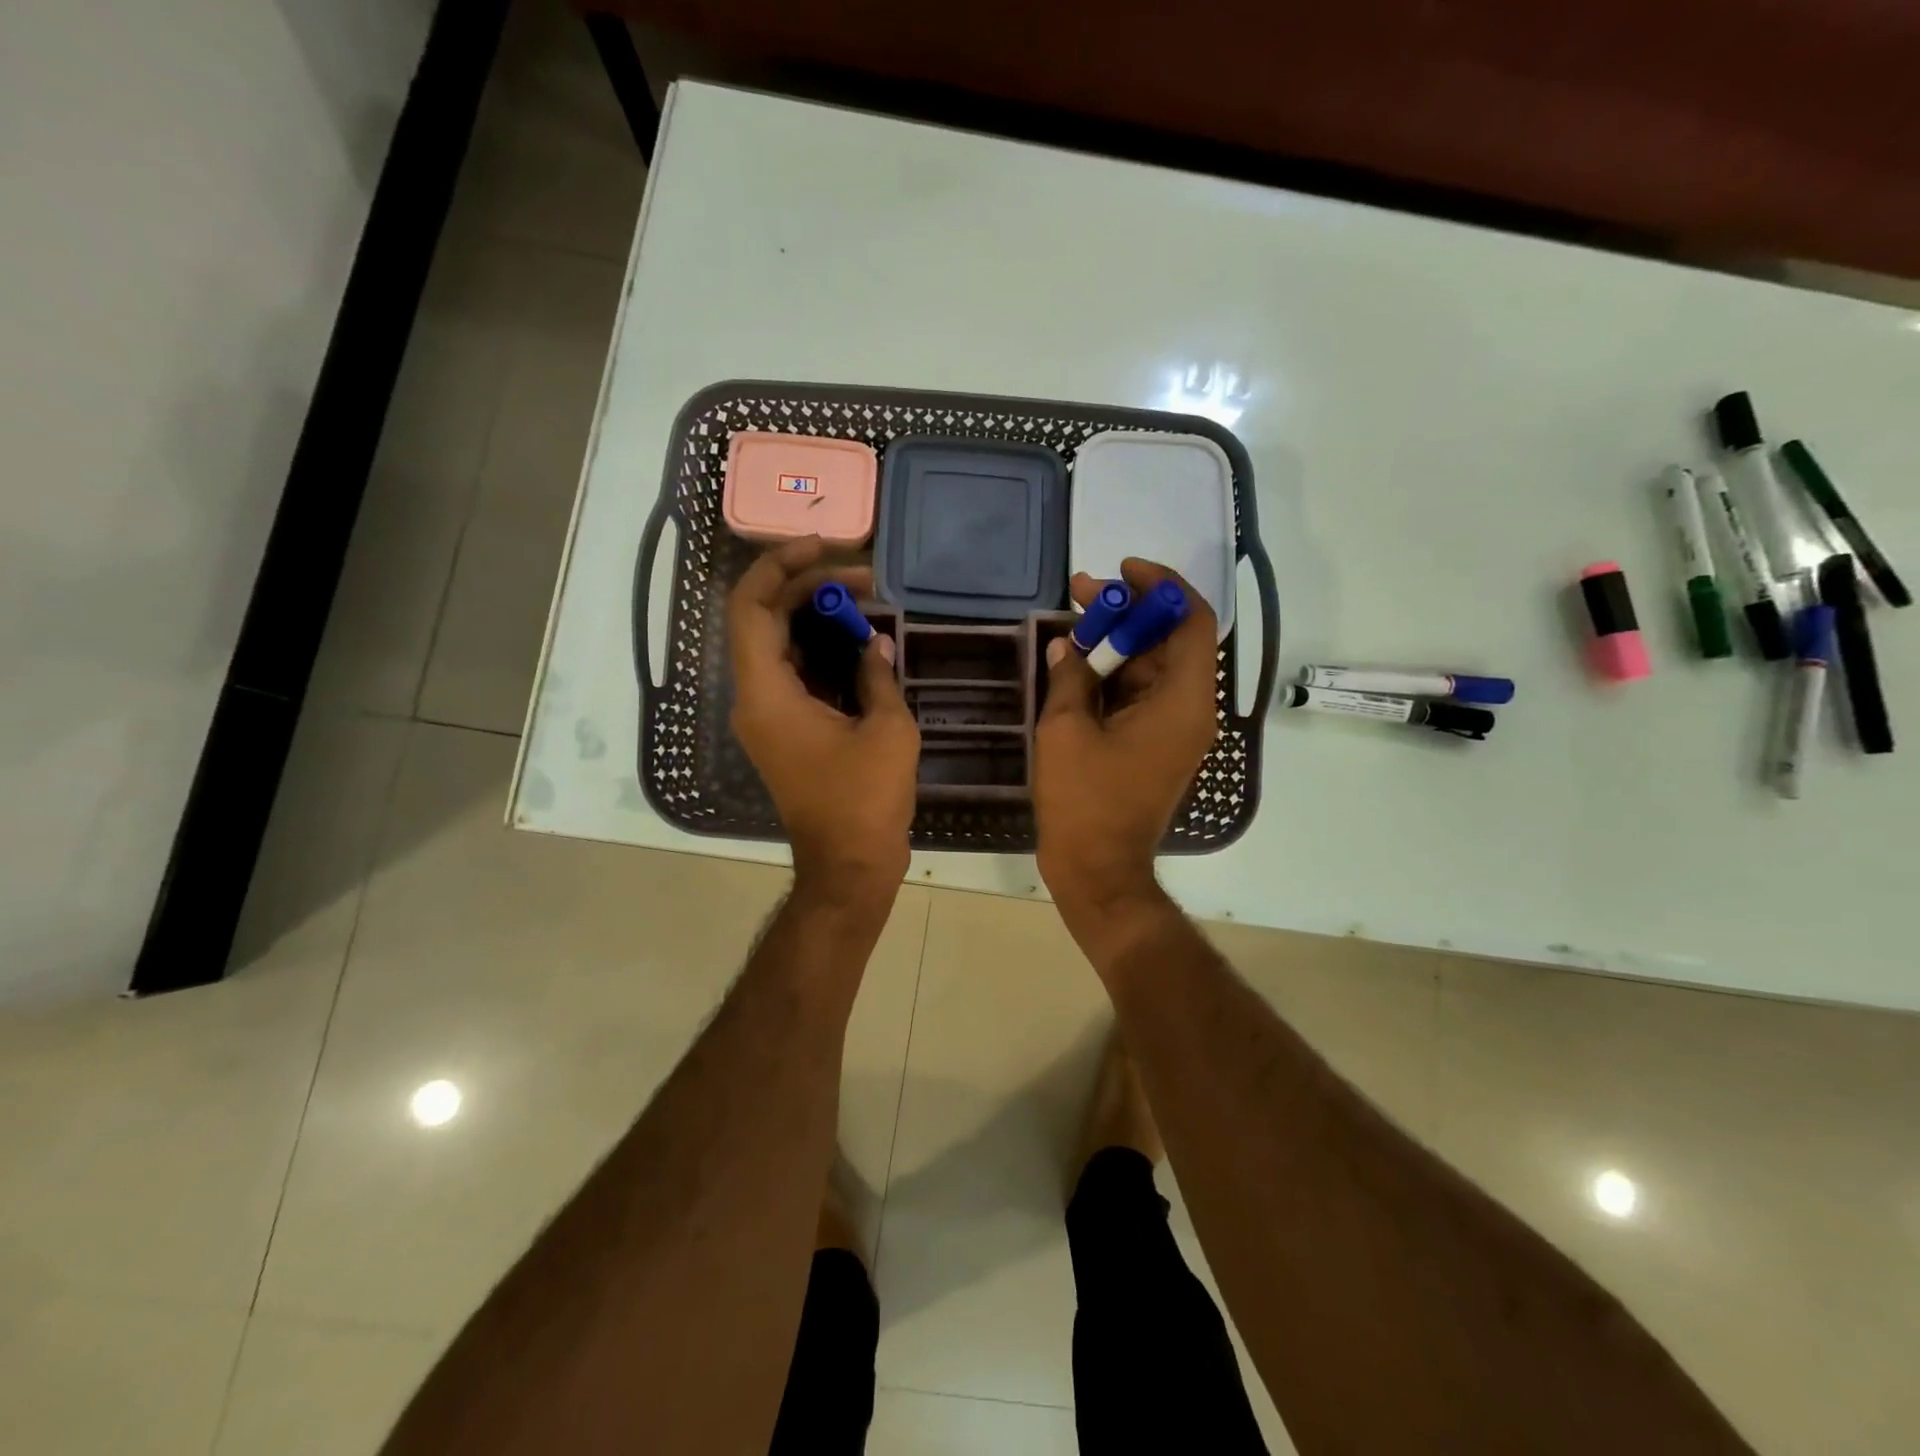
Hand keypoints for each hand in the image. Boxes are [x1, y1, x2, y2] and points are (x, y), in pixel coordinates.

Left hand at [728, 537, 919, 899]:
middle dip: (809, 589)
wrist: (848, 866)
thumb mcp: (887, 730)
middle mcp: (755, 699)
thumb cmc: (865, 800)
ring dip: (817, 620)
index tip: (825, 547)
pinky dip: (822, 653)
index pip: (751, 607)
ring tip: (865, 604)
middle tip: (863, 580)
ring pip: (779, 647)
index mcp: (766, 694)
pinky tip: (860, 644)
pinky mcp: (785, 731)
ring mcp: (768, 717)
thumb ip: (877, 675)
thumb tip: (875, 642)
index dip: (780, 567)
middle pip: (765, 620)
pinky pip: (794, 675)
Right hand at [1033, 559, 1218, 953]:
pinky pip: (1141, 695)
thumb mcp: (1066, 730)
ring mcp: (1174, 730)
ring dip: (1117, 642)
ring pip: (1153, 667)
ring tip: (1072, 621)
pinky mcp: (1156, 746)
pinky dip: (1114, 675)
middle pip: (1169, 641)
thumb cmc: (1084, 801)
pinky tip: (1077, 663)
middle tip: (1081, 593)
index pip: (1192, 622)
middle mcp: (1189, 710)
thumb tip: (1068, 645)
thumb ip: (1070, 677)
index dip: (1162, 587)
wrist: (1098, 869)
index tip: (1123, 571)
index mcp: (1182, 702)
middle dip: (1128, 611)